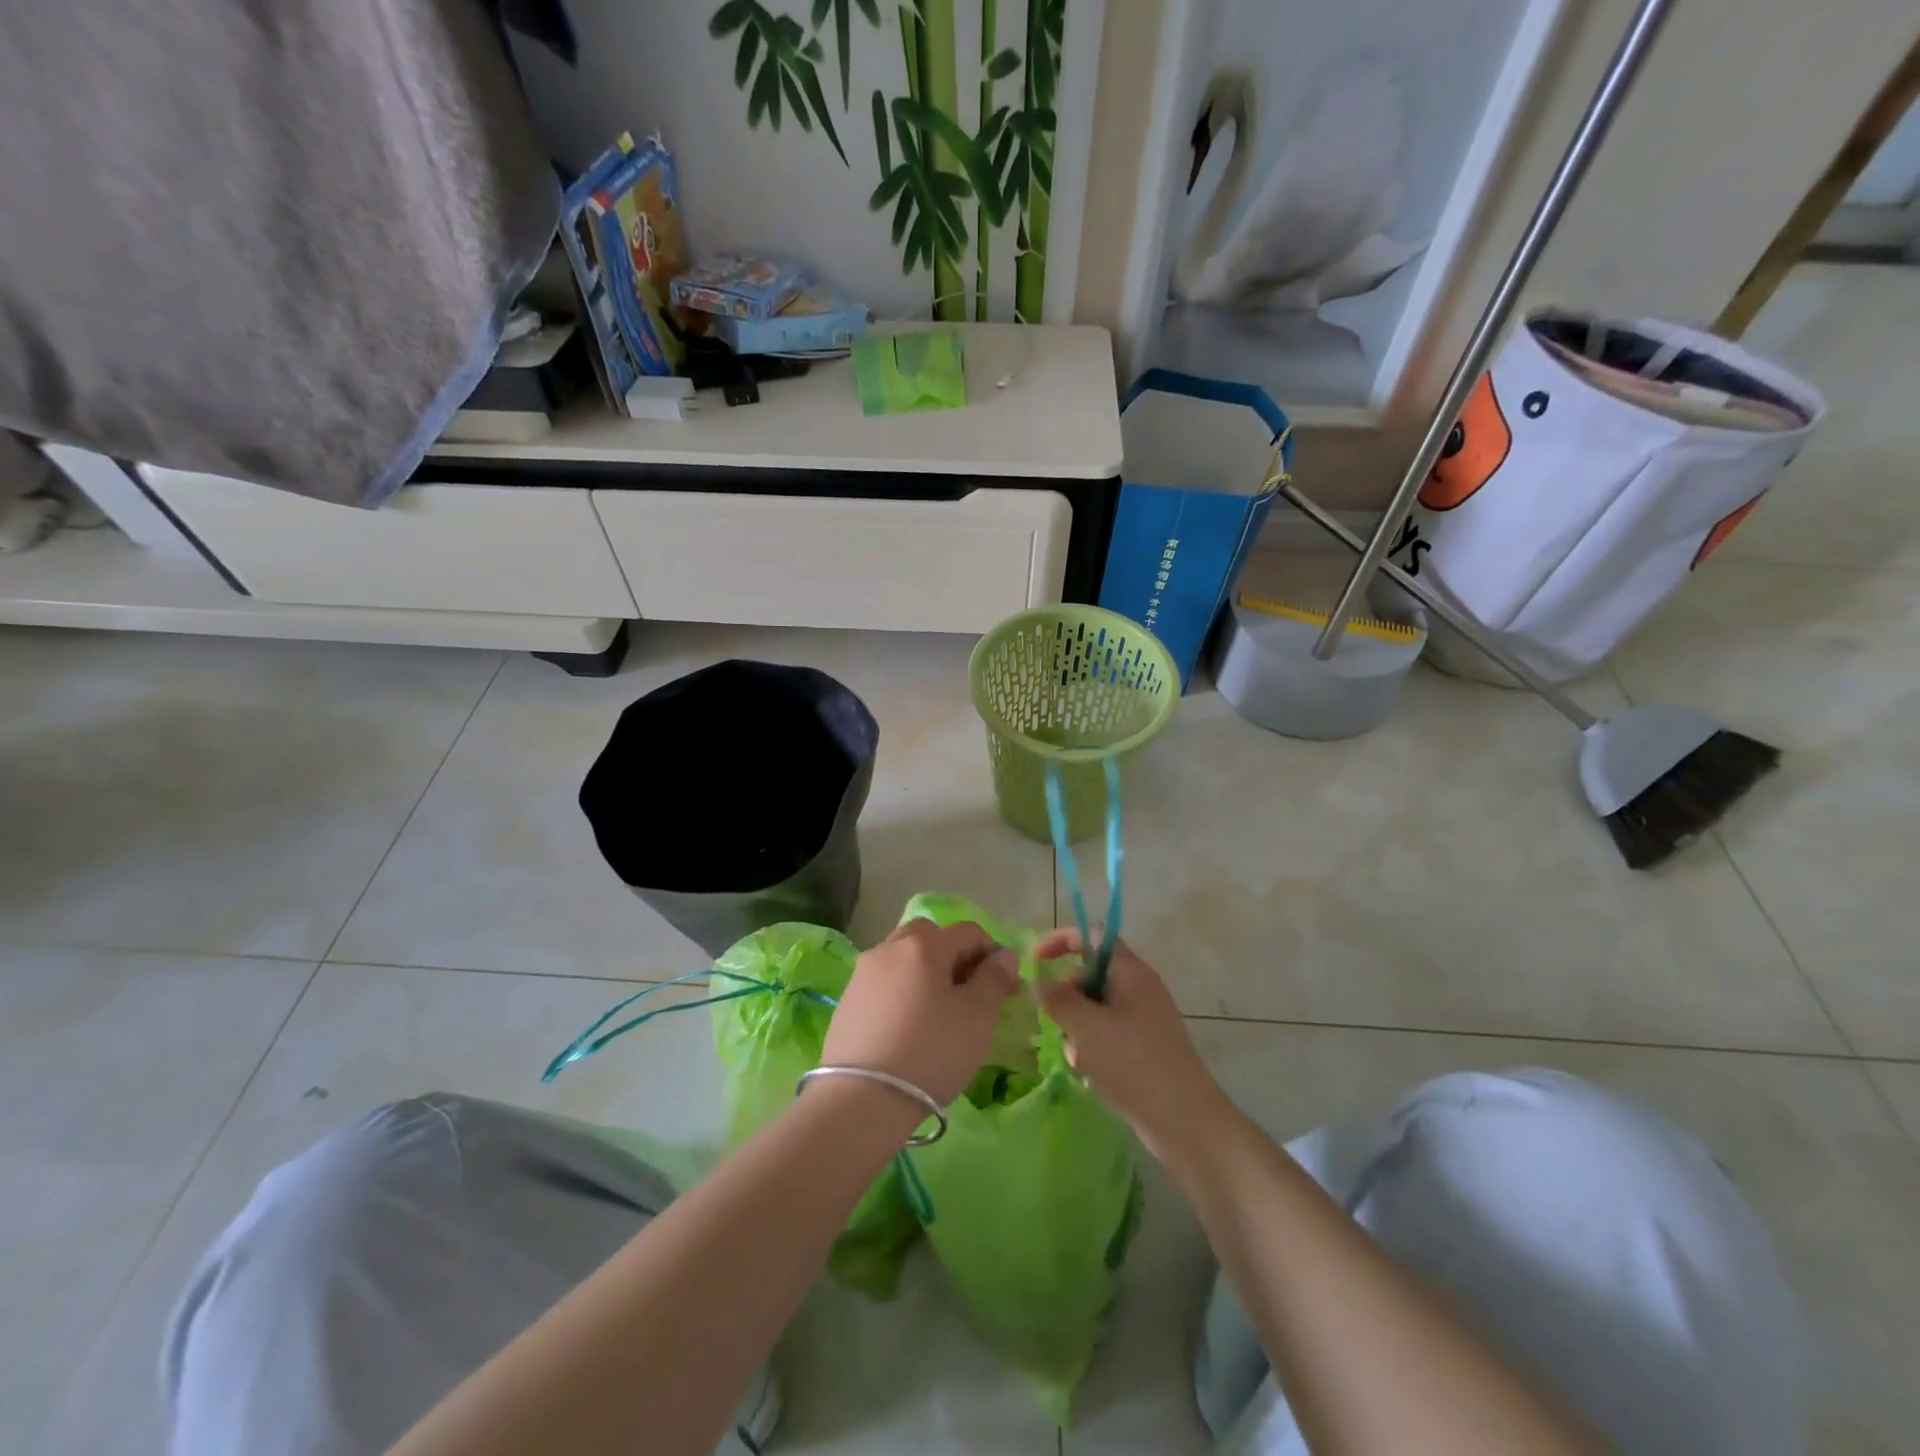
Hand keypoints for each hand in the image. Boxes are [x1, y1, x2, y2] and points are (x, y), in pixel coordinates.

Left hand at [820, 919, 1021, 1108]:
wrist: (862, 1099)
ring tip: (936, 1012)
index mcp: (924, 945)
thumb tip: (1004, 955)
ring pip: (902, 958)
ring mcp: (862, 974)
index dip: (991, 952)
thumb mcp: (977, 1016)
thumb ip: (994, 978)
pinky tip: (907, 1027)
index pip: (967, 931)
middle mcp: (889, 948)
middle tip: (966, 992)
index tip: (1002, 986)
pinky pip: (883, 983)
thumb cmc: (931, 1052)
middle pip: (928, 936)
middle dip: (952, 955)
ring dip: (924, 972)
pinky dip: (901, 992)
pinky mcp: (847, 1001)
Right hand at [1034, 930, 1233, 1165]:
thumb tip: (1038, 980)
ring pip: (1094, 1008)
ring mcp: (1142, 1019)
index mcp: (1131, 972)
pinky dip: (1092, 1047)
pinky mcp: (1143, 1047)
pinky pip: (1106, 1034)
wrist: (1184, 1121)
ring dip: (1076, 1028)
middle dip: (1067, 996)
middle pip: (1090, 974)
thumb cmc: (1134, 1064)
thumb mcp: (1087, 1027)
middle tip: (1056, 1022)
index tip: (1035, 962)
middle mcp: (1138, 988)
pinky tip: (1089, 1072)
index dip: (1061, 940)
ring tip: (1077, 1057)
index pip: (1092, 935)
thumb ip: (1058, 998)